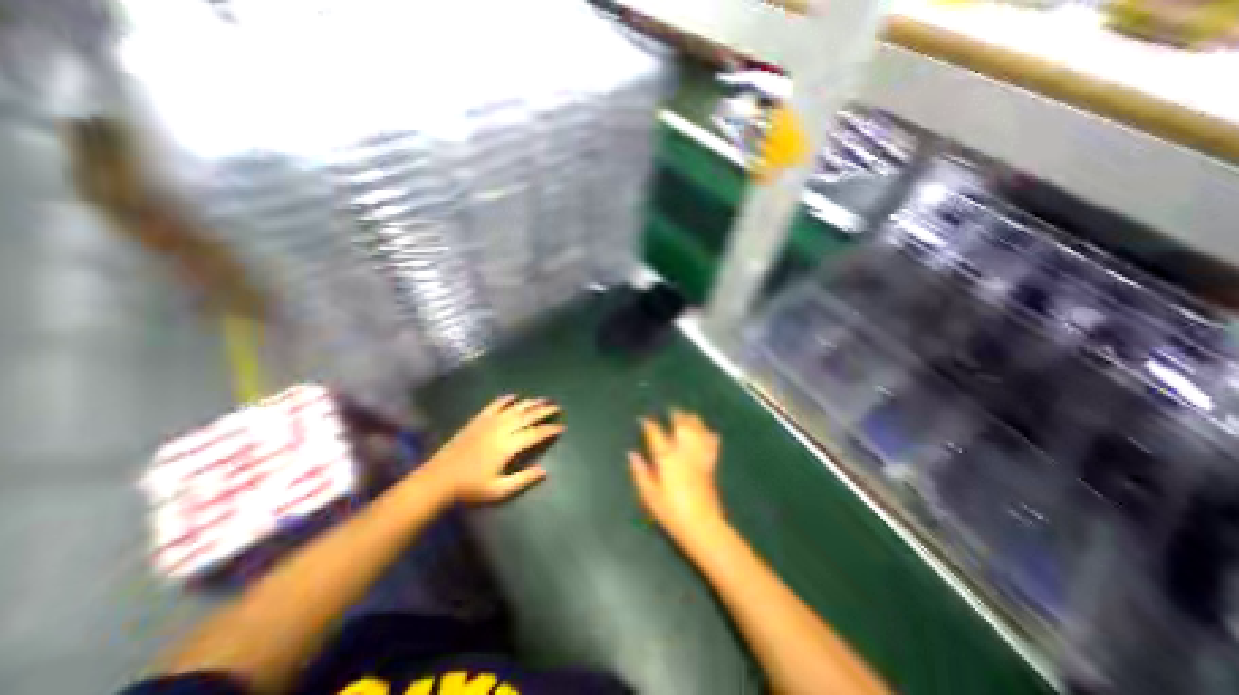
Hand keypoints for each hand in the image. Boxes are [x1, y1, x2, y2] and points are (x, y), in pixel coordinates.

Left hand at [425, 395, 564, 504]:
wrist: (438, 480)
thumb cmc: (470, 489)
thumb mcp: (499, 490)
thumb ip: (523, 479)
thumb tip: (545, 471)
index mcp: (508, 446)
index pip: (535, 433)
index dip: (550, 429)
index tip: (562, 427)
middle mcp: (501, 429)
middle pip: (528, 416)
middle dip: (545, 410)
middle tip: (557, 407)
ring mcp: (488, 422)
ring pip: (514, 408)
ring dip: (530, 402)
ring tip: (543, 399)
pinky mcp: (477, 420)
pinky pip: (495, 405)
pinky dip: (506, 399)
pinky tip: (514, 396)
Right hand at [630, 409, 727, 546]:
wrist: (702, 526)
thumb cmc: (671, 512)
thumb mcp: (649, 495)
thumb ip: (640, 472)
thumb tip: (631, 454)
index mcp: (666, 458)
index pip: (656, 434)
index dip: (649, 424)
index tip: (644, 419)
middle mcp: (683, 452)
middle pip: (681, 426)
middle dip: (676, 415)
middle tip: (671, 410)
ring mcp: (699, 457)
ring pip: (697, 430)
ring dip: (693, 420)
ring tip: (688, 414)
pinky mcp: (710, 464)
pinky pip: (711, 444)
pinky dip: (710, 435)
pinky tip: (709, 431)